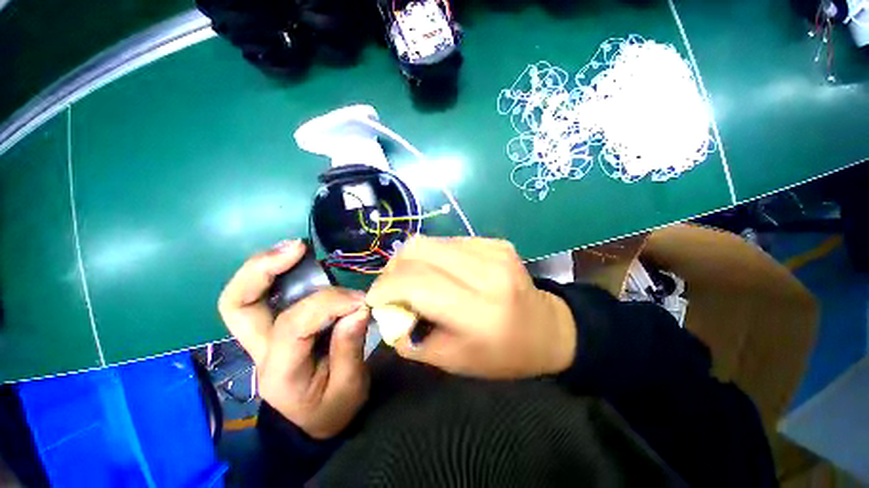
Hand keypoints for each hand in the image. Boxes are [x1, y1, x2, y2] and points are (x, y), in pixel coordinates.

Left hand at [218, 240, 369, 438]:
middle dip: (261, 270)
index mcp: (280, 373)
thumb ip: (350, 347)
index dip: (330, 304)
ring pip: (245, 296)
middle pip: (237, 306)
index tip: (361, 300)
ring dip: (268, 265)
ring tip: (298, 248)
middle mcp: (261, 352)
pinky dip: (279, 273)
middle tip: (297, 248)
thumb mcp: (349, 387)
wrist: (316, 420)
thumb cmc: (333, 407)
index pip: (294, 326)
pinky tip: (300, 261)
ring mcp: (262, 338)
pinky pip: (266, 295)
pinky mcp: (274, 328)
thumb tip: (358, 308)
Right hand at [366, 236, 575, 378]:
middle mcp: (487, 273)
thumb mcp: (450, 359)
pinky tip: (443, 271)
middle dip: (394, 267)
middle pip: (419, 250)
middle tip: (392, 286)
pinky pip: (450, 241)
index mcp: (478, 311)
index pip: (416, 282)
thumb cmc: (500, 354)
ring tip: (416, 279)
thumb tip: (386, 309)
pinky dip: (436, 256)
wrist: (546, 329)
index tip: (376, 297)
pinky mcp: (496, 242)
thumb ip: (409, 337)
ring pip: (431, 241)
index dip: (386, 286)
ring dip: (413, 260)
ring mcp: (494, 251)